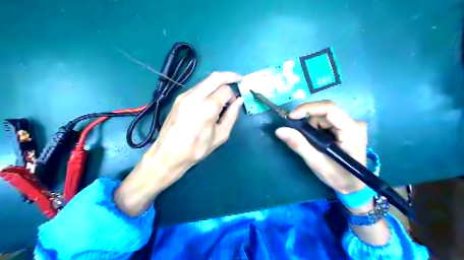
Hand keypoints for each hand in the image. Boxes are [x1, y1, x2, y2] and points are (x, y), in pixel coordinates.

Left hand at [114, 71, 242, 215]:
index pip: (225, 90)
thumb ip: (231, 116)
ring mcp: (184, 96)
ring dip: (217, 83)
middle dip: (229, 76)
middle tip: (238, 79)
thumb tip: (239, 101)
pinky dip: (207, 89)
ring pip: (205, 81)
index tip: (234, 104)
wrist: (169, 154)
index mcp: (207, 107)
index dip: (233, 95)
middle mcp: (195, 97)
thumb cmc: (197, 149)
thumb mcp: (220, 136)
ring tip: (223, 94)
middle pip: (215, 77)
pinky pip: (197, 88)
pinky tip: (209, 99)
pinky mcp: (178, 99)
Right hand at [273, 101, 367, 194]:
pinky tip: (315, 141)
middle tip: (296, 134)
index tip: (290, 118)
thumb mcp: (316, 162)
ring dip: (310, 126)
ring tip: (309, 143)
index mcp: (351, 130)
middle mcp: (353, 122)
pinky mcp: (345, 127)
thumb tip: (279, 130)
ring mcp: (350, 124)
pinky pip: (325, 121)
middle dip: (307, 121)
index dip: (307, 109)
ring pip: (322, 116)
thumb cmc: (339, 176)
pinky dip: (314, 129)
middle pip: (324, 112)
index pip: (329, 108)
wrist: (353, 185)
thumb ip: (299, 145)